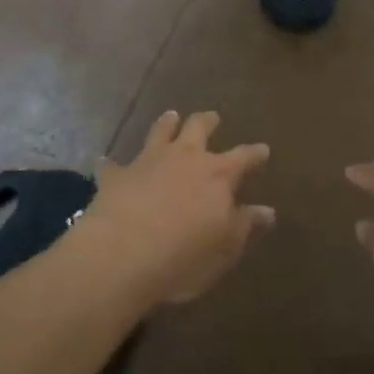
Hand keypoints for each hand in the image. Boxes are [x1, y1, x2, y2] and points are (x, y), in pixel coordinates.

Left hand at [82, 111, 273, 305]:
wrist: (123, 255)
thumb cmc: (184, 256)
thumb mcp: (226, 247)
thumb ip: (246, 225)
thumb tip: (267, 211)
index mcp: (218, 175)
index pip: (244, 157)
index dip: (254, 153)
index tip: (263, 149)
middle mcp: (185, 157)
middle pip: (198, 128)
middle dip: (207, 121)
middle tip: (212, 117)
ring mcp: (148, 161)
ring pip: (160, 131)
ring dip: (166, 123)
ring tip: (170, 116)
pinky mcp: (117, 175)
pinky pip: (113, 163)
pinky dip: (111, 162)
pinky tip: (105, 161)